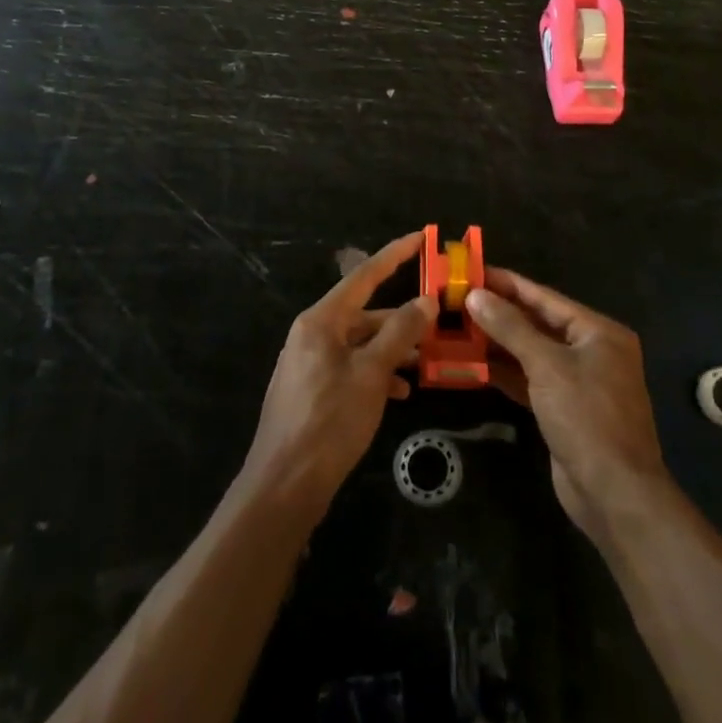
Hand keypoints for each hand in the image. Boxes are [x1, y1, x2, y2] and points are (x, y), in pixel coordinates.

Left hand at [242, 233, 433, 516]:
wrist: (284, 485)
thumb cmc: (329, 421)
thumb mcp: (372, 374)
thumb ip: (399, 333)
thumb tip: (425, 300)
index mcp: (321, 321)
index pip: (363, 276)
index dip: (394, 255)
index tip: (420, 237)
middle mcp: (312, 334)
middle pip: (364, 313)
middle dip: (401, 318)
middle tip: (437, 317)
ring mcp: (310, 363)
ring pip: (360, 344)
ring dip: (392, 349)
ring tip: (425, 359)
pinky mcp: (313, 391)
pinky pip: (351, 368)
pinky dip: (376, 374)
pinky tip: (400, 393)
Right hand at [466, 269, 671, 542]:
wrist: (614, 493)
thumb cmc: (586, 417)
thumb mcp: (547, 365)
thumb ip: (510, 328)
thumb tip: (476, 295)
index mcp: (598, 332)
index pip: (545, 297)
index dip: (508, 284)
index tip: (474, 271)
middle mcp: (591, 351)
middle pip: (538, 323)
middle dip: (500, 313)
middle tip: (458, 299)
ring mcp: (578, 382)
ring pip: (532, 353)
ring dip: (498, 343)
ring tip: (458, 327)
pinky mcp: (564, 409)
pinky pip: (531, 380)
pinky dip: (506, 372)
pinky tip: (474, 364)